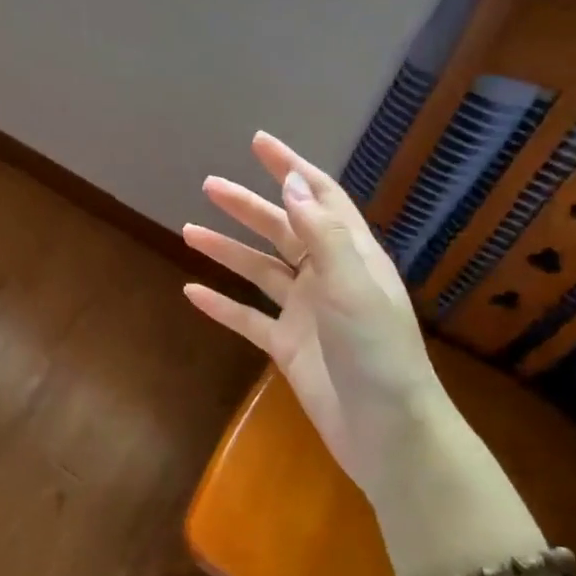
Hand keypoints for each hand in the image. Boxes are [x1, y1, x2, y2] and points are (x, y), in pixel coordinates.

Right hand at [183, 133, 443, 495]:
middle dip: (247, 206)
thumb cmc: (377, 353)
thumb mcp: (352, 286)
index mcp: (351, 255)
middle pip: (282, 230)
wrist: (386, 432)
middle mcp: (327, 277)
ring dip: (227, 250)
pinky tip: (192, 292)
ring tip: (189, 230)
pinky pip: (248, 318)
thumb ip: (322, 233)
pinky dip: (221, 305)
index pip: (320, 198)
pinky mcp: (287, 347)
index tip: (259, 143)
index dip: (291, 169)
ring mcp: (305, 313)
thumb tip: (291, 182)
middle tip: (209, 185)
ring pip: (259, 271)